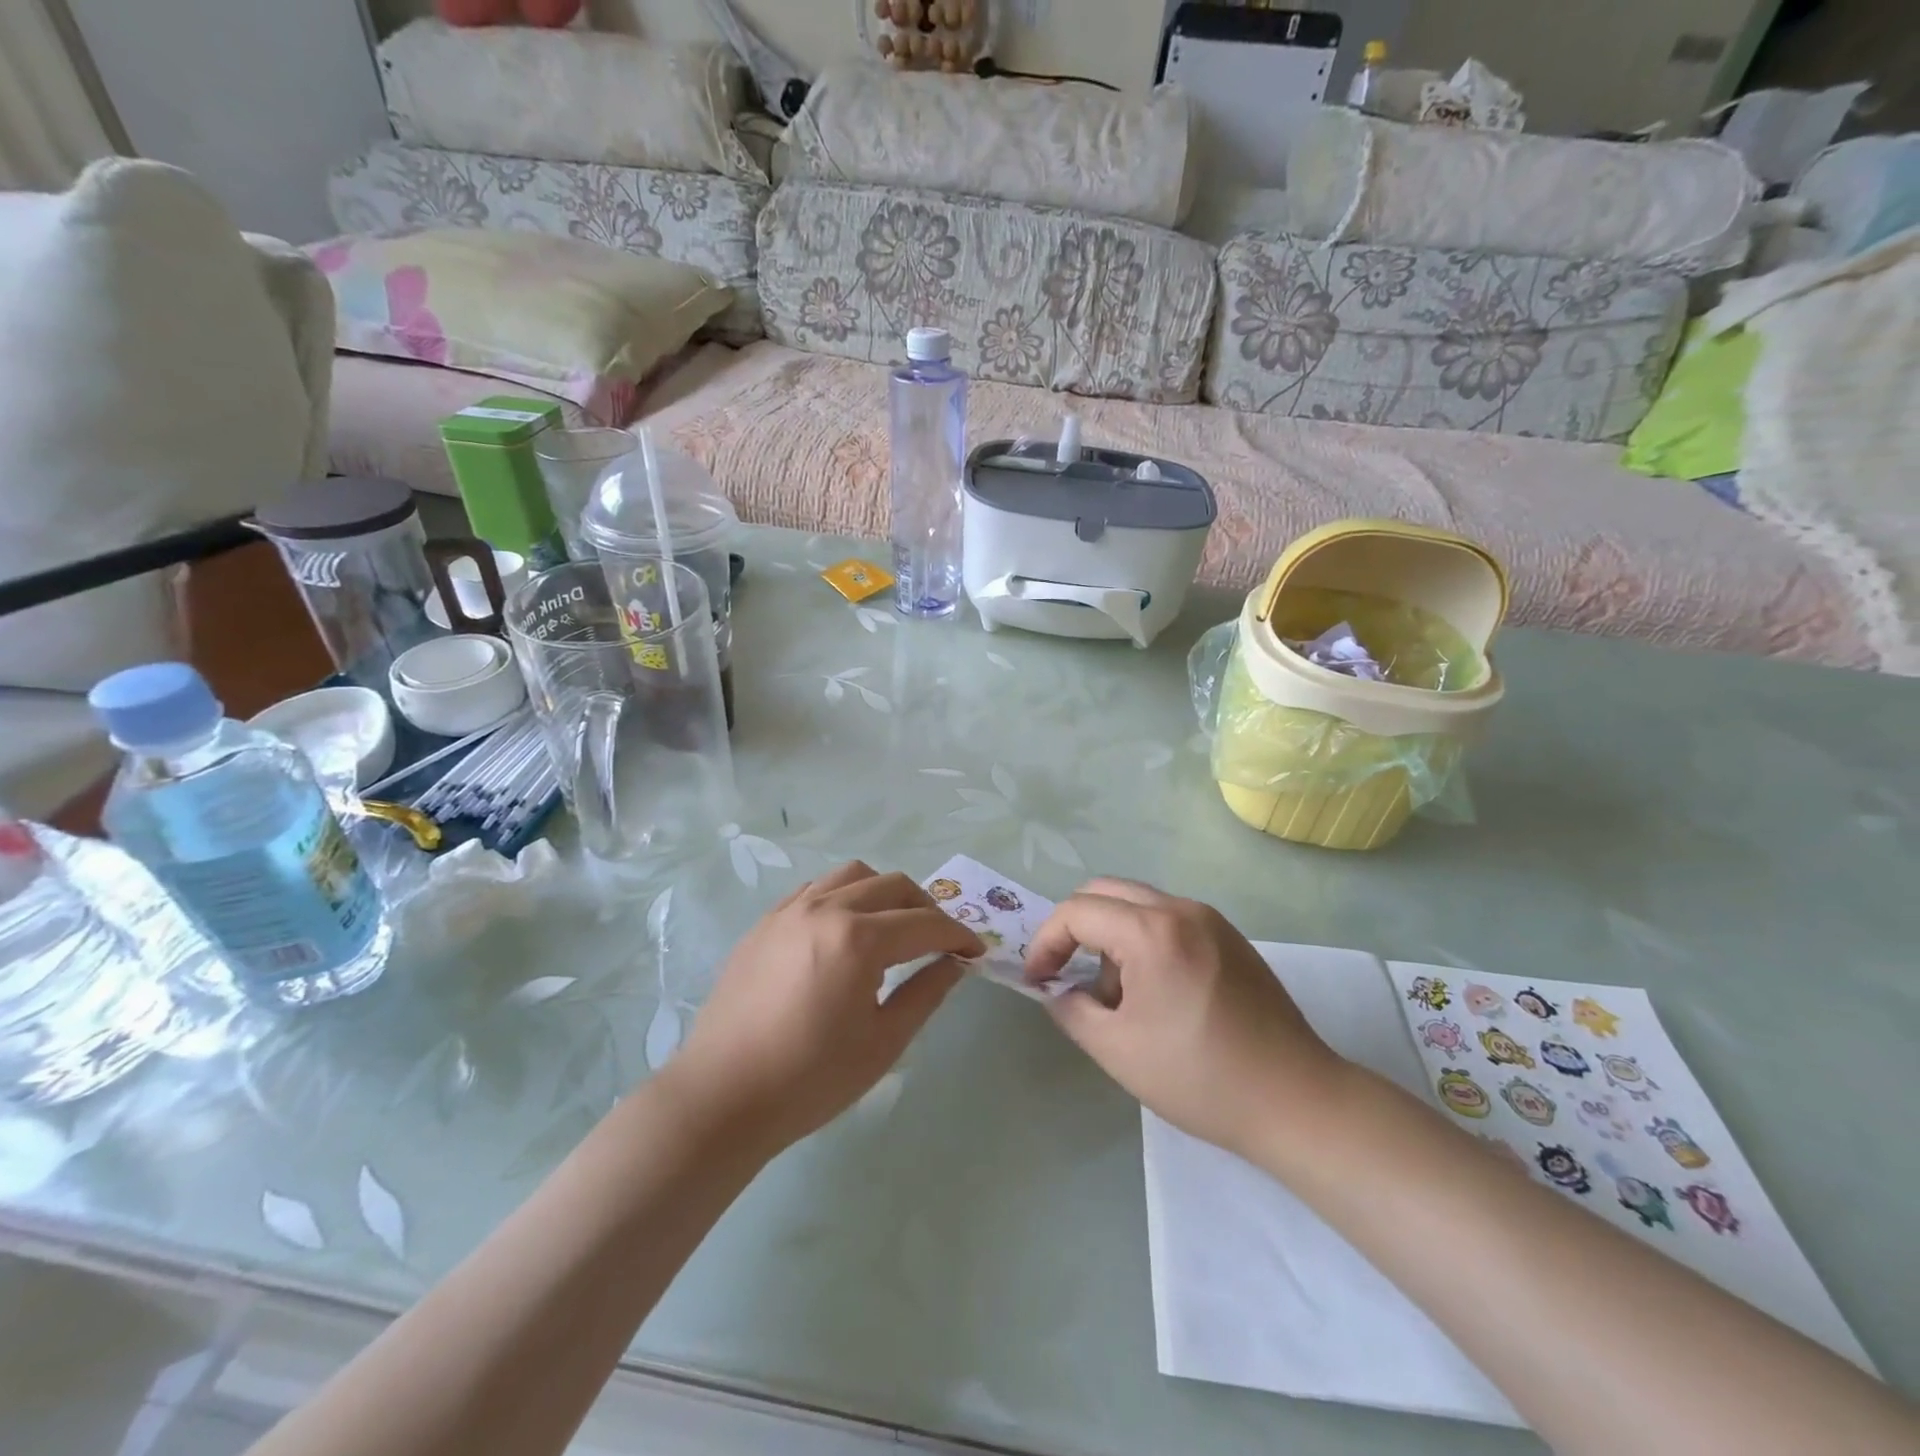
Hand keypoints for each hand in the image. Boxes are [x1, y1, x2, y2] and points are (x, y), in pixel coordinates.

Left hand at [663, 861, 983, 1154]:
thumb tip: (955, 963)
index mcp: (859, 939)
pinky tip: (845, 929)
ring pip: (853, 876)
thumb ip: (926, 992)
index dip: (958, 936)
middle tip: (940, 942)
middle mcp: (826, 908)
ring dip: (885, 893)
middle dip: (927, 909)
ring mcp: (791, 910)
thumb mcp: (883, 1042)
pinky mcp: (766, 922)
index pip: (925, 924)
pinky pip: (816, 888)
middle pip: (894, 886)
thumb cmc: (810, 1079)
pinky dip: (844, 896)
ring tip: (893, 927)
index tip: (976, 952)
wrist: (723, 1096)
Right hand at [1024, 879, 1343, 1159]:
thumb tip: (1058, 989)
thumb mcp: (1116, 1050)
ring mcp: (1211, 919)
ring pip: (1138, 903)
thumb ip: (1071, 1008)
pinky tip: (1155, 991)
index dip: (1046, 942)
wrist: (1296, 1100)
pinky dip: (1144, 939)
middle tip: (1066, 972)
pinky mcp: (1230, 937)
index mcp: (1151, 931)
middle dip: (1075, 928)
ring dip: (1111, 934)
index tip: (1038, 981)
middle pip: (1105, 891)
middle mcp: (1181, 909)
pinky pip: (1169, 919)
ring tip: (1117, 995)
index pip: (1077, 911)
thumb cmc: (1199, 1077)